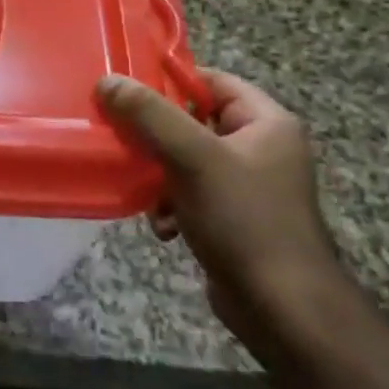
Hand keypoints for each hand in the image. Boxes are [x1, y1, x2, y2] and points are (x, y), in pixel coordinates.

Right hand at [98, 70, 345, 360]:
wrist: (281, 307)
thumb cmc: (243, 219)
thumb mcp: (192, 157)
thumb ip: (149, 115)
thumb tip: (108, 81)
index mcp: (267, 124)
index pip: (213, 81)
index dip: (170, 81)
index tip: (126, 90)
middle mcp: (261, 148)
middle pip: (193, 121)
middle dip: (155, 135)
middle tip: (121, 138)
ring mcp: (249, 186)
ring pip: (186, 160)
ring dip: (158, 175)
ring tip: (145, 192)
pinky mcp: (234, 218)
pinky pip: (191, 194)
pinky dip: (171, 205)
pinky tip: (163, 226)